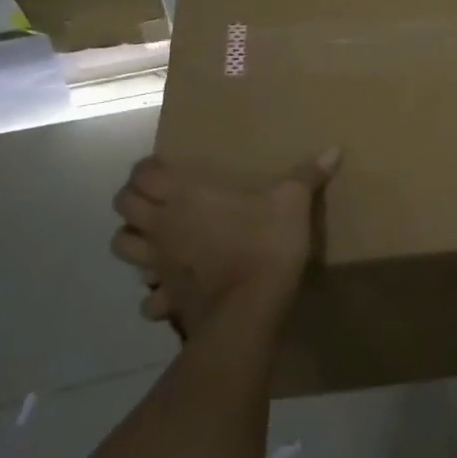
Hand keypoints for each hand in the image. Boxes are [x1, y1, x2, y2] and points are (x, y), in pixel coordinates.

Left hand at [109, 149, 340, 334]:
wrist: (251, 307)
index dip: (147, 168)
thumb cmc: (265, 243)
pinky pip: (146, 296)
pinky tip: (171, 286)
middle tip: (159, 197)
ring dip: (134, 239)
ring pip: (121, 246)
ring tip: (157, 236)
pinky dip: (152, 290)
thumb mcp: (293, 202)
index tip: (165, 167)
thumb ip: (309, 175)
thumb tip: (335, 149)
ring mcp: (158, 264)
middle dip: (134, 199)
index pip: (142, 173)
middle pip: (122, 206)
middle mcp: (162, 225)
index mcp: (185, 195)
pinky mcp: (166, 297)